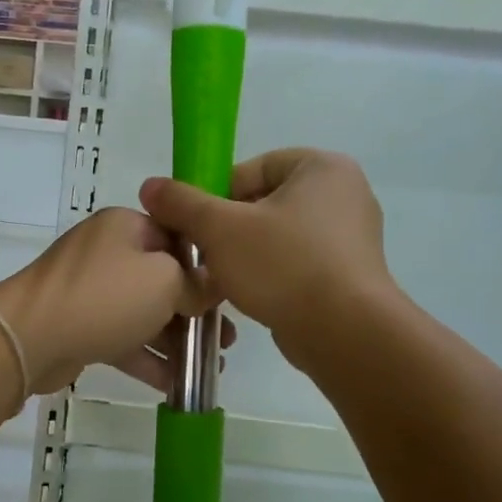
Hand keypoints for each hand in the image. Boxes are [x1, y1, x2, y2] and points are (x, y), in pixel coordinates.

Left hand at [0, 207, 228, 394]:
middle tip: (226, 339)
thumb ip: (195, 283)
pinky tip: (176, 385)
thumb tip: (210, 286)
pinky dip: (148, 358)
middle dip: (196, 311)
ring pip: (144, 312)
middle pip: (163, 278)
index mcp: (126, 226)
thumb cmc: (104, 297)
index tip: (232, 296)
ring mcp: (91, 290)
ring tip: (210, 367)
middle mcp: (108, 252)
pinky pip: (123, 338)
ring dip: (176, 339)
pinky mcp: (81, 325)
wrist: (29, 338)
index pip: (178, 237)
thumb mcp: (163, 281)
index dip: (207, 267)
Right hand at [139, 148, 392, 365]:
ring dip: (245, 254)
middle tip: (203, 254)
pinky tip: (252, 296)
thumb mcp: (220, 228)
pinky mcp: (350, 274)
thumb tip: (150, 186)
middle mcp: (344, 194)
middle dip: (228, 229)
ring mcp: (352, 236)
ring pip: (278, 235)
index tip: (196, 225)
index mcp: (321, 168)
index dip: (215, 194)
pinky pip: (297, 263)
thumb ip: (182, 203)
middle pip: (263, 202)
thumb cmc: (283, 265)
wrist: (345, 333)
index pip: (252, 168)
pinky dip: (272, 275)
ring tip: (222, 279)